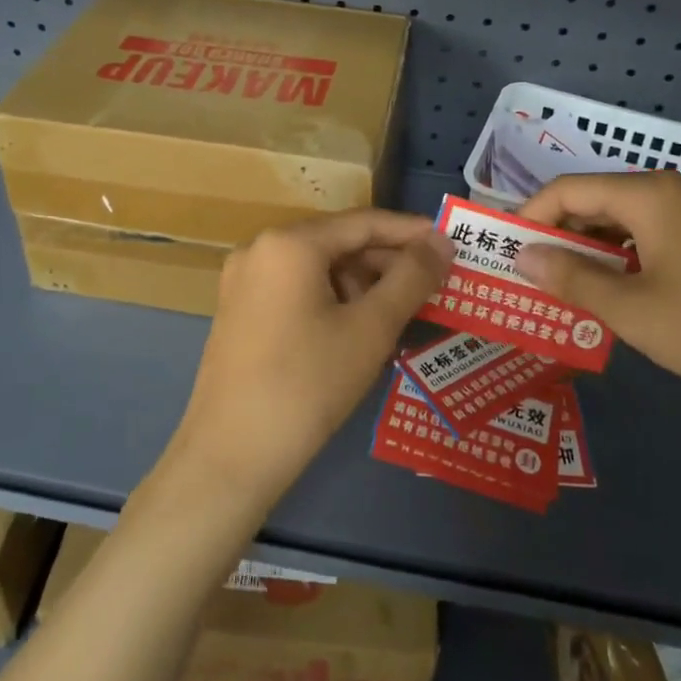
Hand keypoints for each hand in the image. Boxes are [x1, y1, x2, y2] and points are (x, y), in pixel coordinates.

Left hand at [166, 209, 454, 515]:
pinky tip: (360, 329)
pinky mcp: (239, 311)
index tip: (450, 244)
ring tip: (402, 313)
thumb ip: (411, 278)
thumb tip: (442, 243)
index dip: (411, 232)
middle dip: (387, 263)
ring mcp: (244, 281)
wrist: (229, 458)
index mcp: (289, 243)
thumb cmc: (307, 385)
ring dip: (362, 284)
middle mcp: (260, 249)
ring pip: (318, 268)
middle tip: (434, 285)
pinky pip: (297, 289)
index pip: (363, 223)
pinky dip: (333, 300)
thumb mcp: (370, 329)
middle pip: (338, 243)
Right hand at [516, 172, 680, 430]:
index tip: (506, 250)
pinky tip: (620, 293)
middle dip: (561, 234)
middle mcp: (676, 190)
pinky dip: (627, 258)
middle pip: (598, 200)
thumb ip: (571, 277)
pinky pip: (657, 236)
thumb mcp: (633, 309)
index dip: (531, 216)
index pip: (569, 189)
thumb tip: (522, 255)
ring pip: (628, 220)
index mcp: (652, 194)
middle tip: (532, 274)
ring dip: (593, 249)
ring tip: (568, 287)